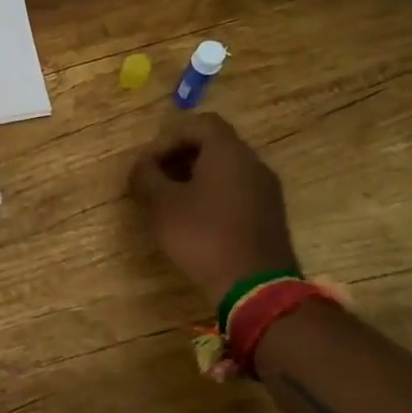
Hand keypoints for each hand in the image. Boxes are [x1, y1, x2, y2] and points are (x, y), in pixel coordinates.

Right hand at [129, 112, 297, 298]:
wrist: (256, 289)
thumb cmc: (204, 236)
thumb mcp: (161, 205)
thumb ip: (145, 177)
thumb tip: (141, 166)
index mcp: (229, 152)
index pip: (200, 123)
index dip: (169, 137)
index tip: (150, 162)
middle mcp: (253, 163)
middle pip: (214, 145)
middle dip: (180, 157)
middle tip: (156, 180)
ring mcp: (266, 191)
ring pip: (226, 170)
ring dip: (196, 178)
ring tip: (171, 203)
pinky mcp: (270, 217)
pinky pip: (238, 192)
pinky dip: (214, 196)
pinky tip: (196, 222)